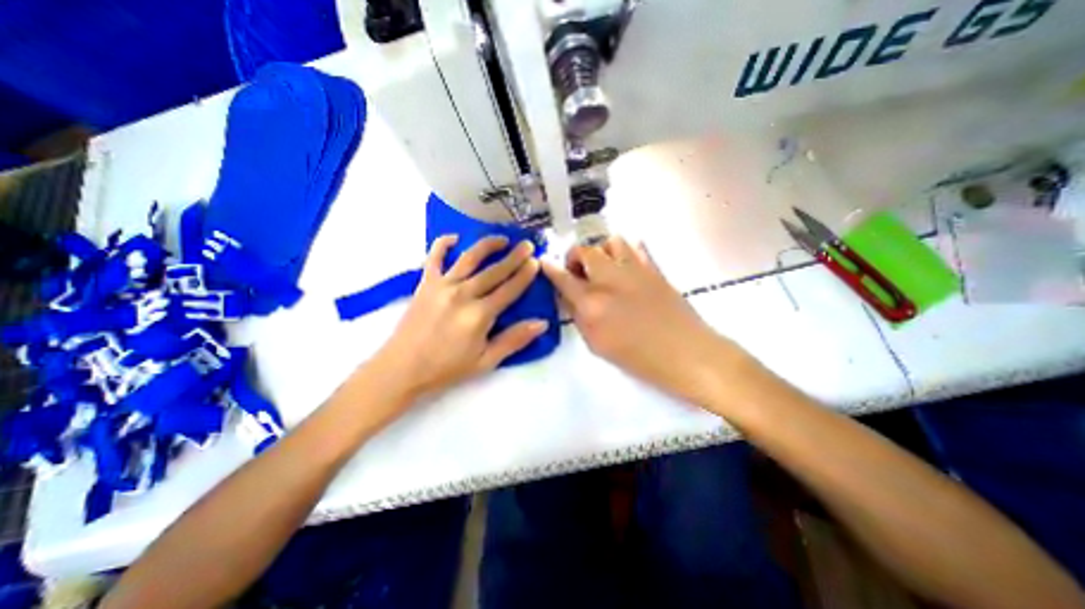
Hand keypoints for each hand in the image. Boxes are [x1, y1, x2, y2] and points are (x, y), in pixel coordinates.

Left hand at [371, 234, 546, 398]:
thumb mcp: (486, 361)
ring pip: (470, 258)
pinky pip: (434, 257)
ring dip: (487, 245)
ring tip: (502, 239)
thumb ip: (514, 340)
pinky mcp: (425, 283)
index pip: (510, 289)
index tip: (536, 261)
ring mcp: (442, 286)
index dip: (525, 275)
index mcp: (480, 314)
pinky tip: (454, 237)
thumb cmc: (446, 368)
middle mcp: (463, 294)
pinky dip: (443, 244)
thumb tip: (542, 324)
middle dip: (514, 256)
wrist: (402, 368)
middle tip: (527, 245)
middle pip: (494, 271)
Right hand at [541, 239, 736, 405]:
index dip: (550, 268)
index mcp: (592, 303)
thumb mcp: (598, 345)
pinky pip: (636, 247)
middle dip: (575, 257)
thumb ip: (579, 317)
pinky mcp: (654, 268)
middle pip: (585, 251)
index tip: (544, 262)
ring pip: (611, 242)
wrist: (686, 354)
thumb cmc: (639, 359)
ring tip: (603, 267)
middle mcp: (609, 280)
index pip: (563, 278)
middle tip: (577, 271)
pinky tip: (625, 267)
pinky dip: (625, 252)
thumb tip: (570, 297)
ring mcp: (634, 270)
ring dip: (601, 251)